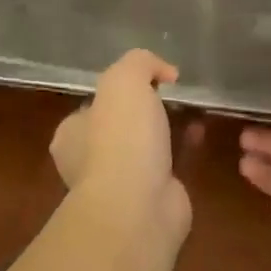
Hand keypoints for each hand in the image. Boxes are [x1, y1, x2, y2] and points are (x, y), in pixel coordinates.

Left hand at [51, 49, 187, 230]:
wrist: (139, 208)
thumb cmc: (121, 138)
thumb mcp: (124, 79)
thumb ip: (140, 62)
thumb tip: (164, 72)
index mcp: (71, 134)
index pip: (93, 105)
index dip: (119, 90)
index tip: (148, 82)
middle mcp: (88, 161)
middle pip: (120, 126)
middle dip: (146, 112)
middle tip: (173, 96)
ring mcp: (120, 185)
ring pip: (145, 147)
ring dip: (167, 130)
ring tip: (193, 111)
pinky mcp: (151, 200)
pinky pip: (168, 166)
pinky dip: (183, 150)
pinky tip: (200, 135)